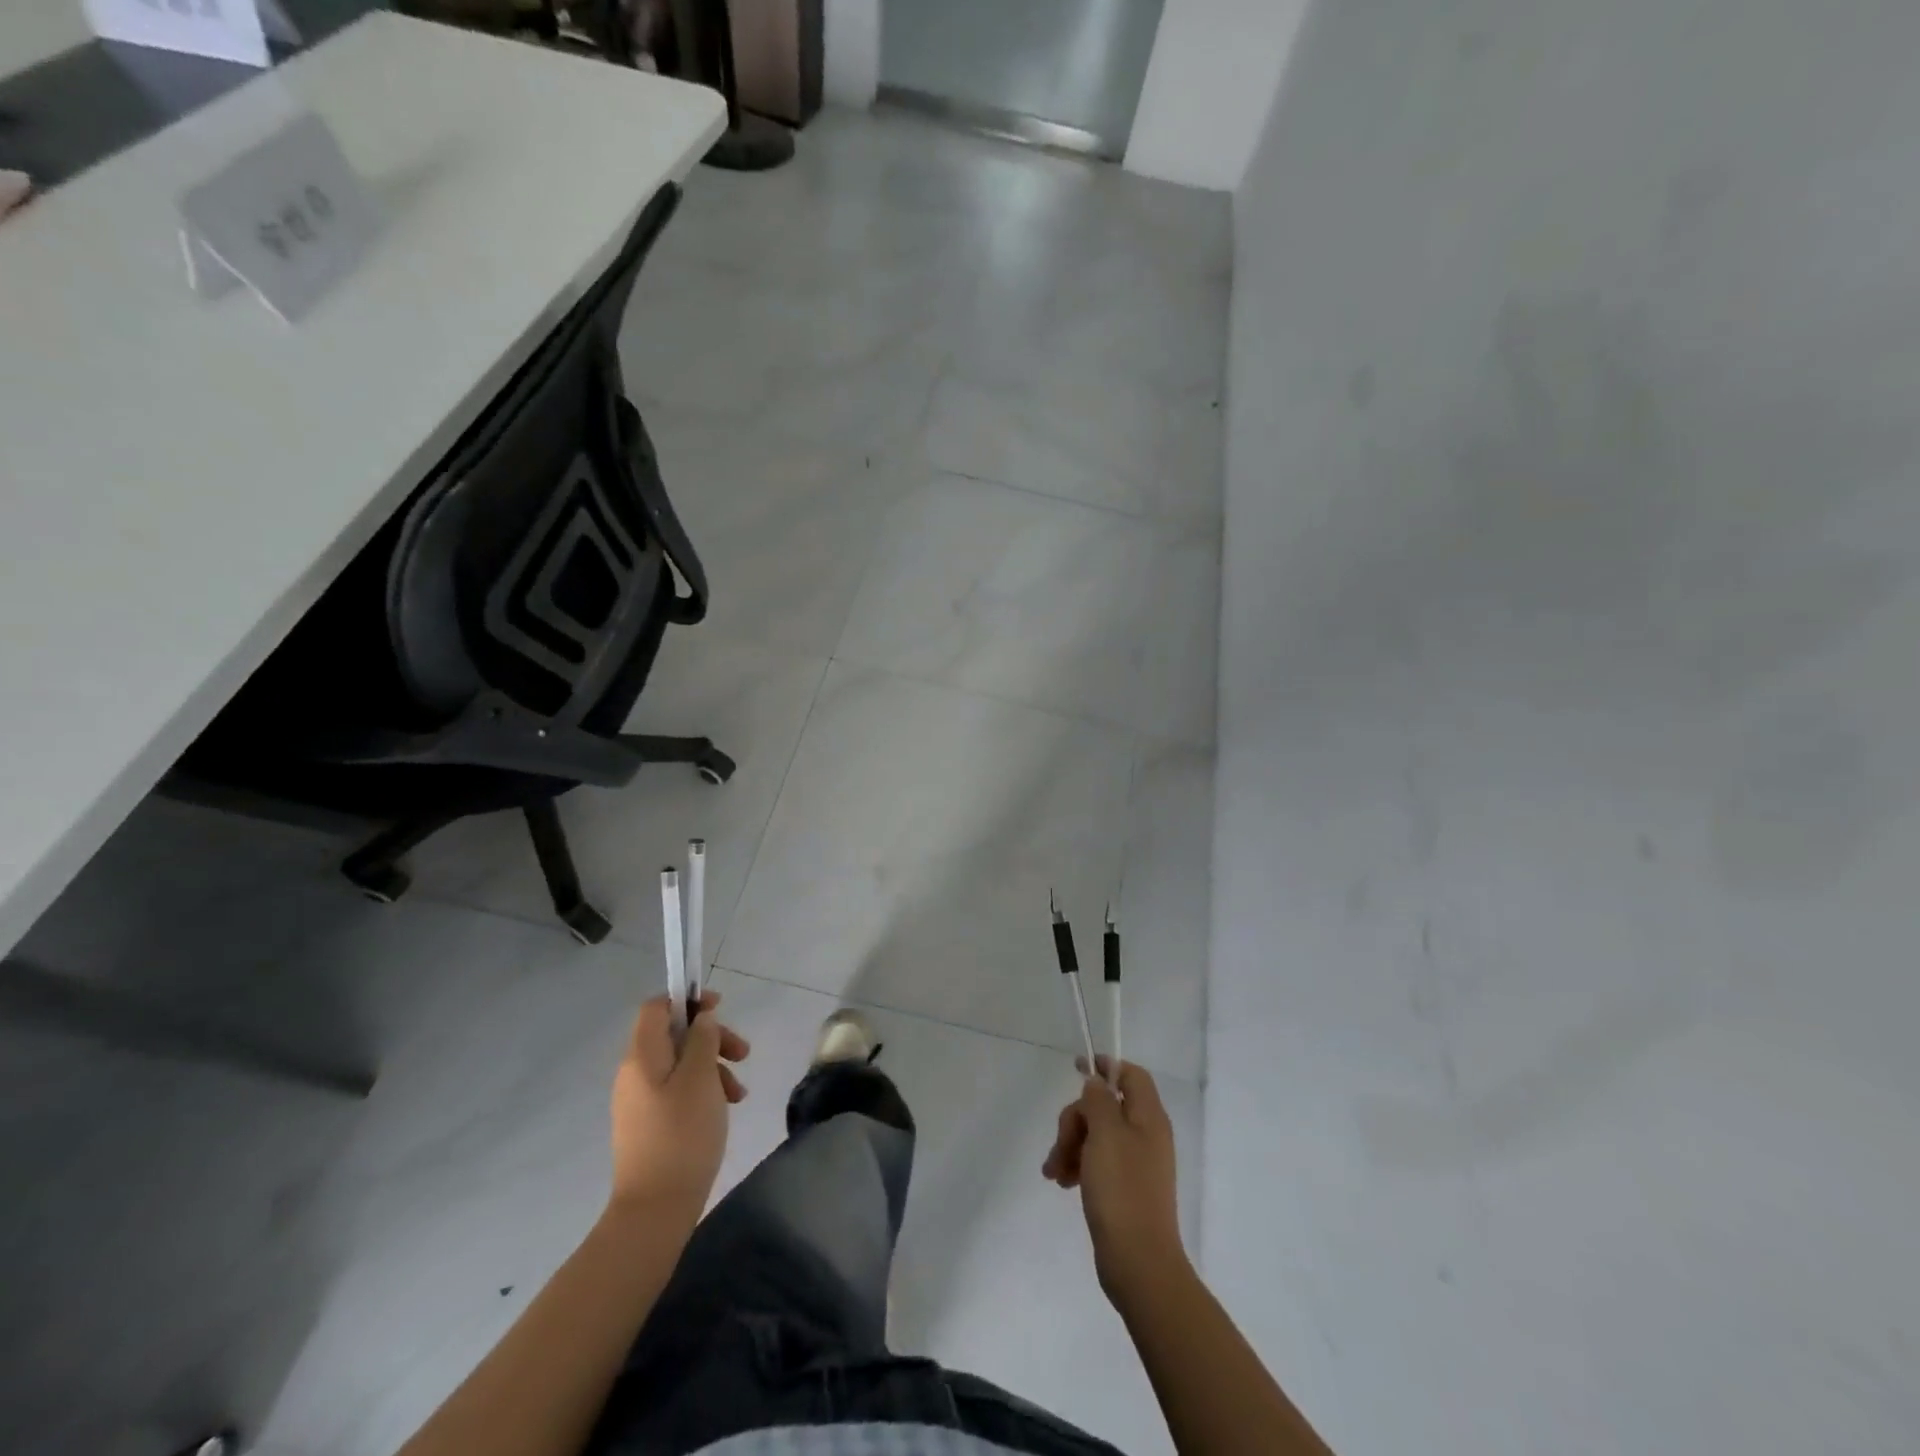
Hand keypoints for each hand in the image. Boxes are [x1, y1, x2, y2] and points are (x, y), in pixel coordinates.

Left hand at [608, 991, 748, 1222]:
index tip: (719, 1009)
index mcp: (641, 1056)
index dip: (687, 999)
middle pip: (674, 1035)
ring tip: (739, 1091)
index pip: (656, 1007)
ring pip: (681, 1064)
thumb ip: (703, 1039)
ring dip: (713, 1066)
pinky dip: (703, 1089)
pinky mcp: (649, 1124)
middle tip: (742, 1053)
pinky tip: (726, 1107)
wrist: (655, 1208)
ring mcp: (640, 1100)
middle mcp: (635, 1073)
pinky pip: (678, 1090)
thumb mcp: (701, 1078)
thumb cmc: (681, 1134)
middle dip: (711, 1037)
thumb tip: (701, 1018)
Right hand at [1043, 1057, 1186, 1303]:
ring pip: (1096, 1135)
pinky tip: (1062, 1182)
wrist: (1138, 1262)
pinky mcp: (1125, 1188)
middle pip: (1106, 1106)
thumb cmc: (1122, 1189)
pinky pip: (1097, 1162)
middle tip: (1061, 1143)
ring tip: (1054, 1171)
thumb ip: (1098, 1100)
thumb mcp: (1105, 1134)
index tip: (1076, 1069)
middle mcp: (1146, 1135)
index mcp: (1149, 1117)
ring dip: (1071, 1145)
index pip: (1131, 1075)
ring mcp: (1136, 1163)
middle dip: (1076, 1119)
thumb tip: (1097, 1083)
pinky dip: (1078, 1165)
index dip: (1106, 1067)